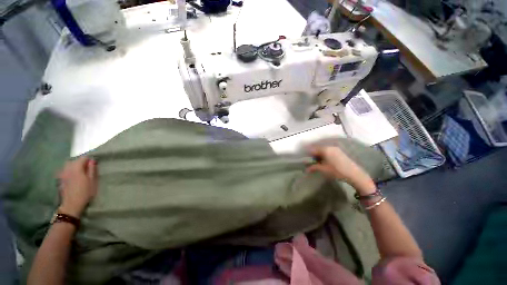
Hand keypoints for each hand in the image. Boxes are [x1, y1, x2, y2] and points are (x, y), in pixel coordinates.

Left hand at [57, 157, 97, 217]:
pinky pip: (64, 170)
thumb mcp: (92, 181)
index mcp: (77, 168)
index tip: (94, 164)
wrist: (72, 205)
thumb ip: (92, 169)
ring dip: (74, 165)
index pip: (83, 158)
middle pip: (74, 160)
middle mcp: (68, 169)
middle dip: (81, 162)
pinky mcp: (60, 179)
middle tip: (88, 167)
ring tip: (80, 171)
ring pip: (68, 165)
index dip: (89, 159)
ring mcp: (63, 174)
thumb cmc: (85, 192)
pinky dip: (69, 170)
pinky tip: (73, 175)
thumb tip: (92, 160)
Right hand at [306, 146, 375, 194]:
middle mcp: (330, 147)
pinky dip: (324, 155)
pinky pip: (329, 151)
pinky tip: (325, 161)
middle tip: (311, 161)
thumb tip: (306, 169)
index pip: (313, 149)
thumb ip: (313, 167)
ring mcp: (335, 149)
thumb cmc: (336, 171)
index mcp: (325, 149)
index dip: (307, 154)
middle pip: (318, 149)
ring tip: (317, 162)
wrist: (354, 174)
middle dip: (313, 154)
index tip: (305, 158)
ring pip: (323, 150)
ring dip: (319, 155)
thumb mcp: (323, 169)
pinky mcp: (340, 152)